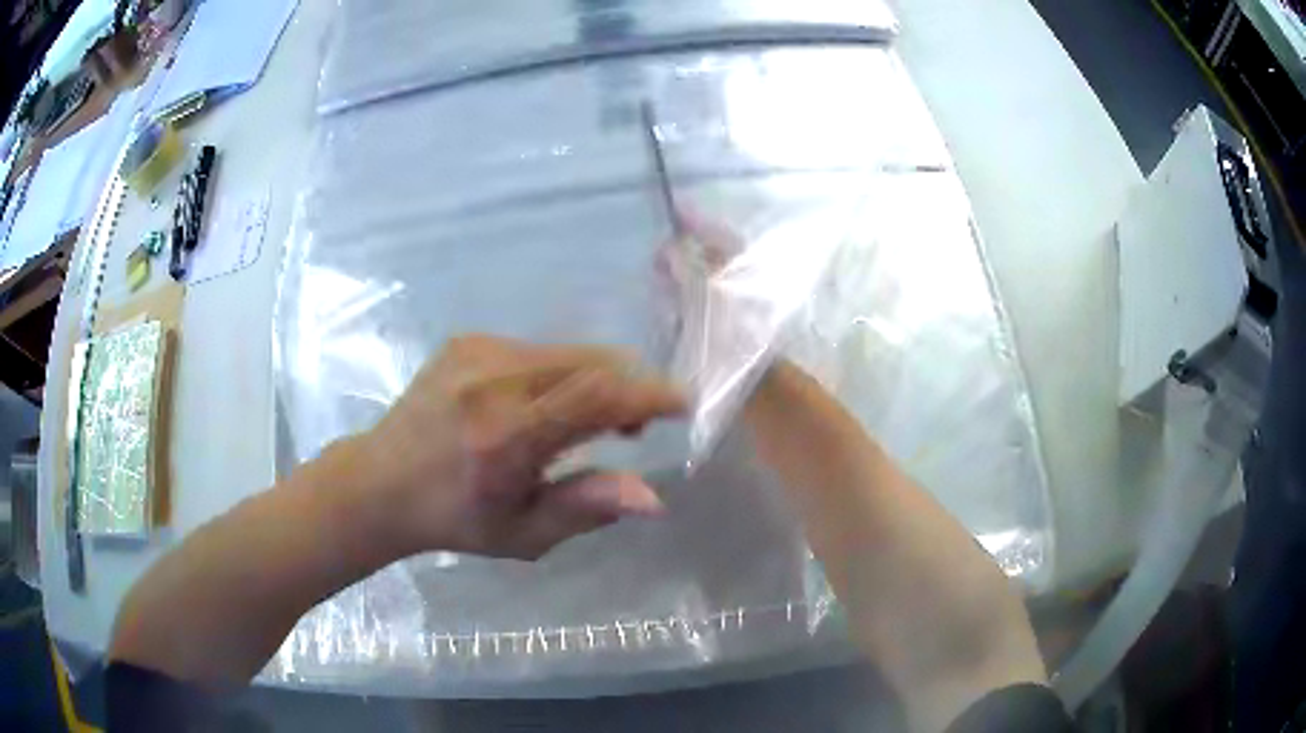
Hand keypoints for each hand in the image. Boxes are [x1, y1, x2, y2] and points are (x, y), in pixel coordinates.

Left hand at [351, 335, 685, 559]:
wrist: (381, 481)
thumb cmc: (455, 519)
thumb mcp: (523, 534)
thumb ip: (587, 508)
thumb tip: (654, 498)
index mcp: (508, 436)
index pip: (597, 395)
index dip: (648, 393)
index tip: (679, 404)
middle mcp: (495, 380)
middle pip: (591, 362)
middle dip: (629, 386)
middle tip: (633, 426)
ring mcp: (478, 352)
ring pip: (568, 351)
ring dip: (597, 379)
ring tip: (593, 419)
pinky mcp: (468, 341)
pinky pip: (539, 349)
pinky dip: (562, 372)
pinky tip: (546, 404)